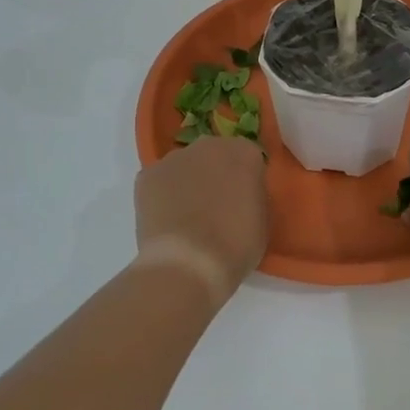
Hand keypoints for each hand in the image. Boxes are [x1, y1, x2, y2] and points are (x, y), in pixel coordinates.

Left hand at [133, 136, 268, 297]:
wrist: (188, 263)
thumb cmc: (236, 245)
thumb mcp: (262, 220)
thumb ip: (252, 196)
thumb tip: (240, 197)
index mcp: (244, 152)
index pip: (248, 159)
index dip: (245, 181)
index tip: (243, 202)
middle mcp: (209, 145)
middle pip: (214, 155)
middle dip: (215, 175)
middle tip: (215, 208)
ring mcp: (174, 158)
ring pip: (184, 166)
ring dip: (187, 183)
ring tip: (186, 219)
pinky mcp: (147, 175)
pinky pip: (159, 181)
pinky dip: (162, 196)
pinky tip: (166, 221)